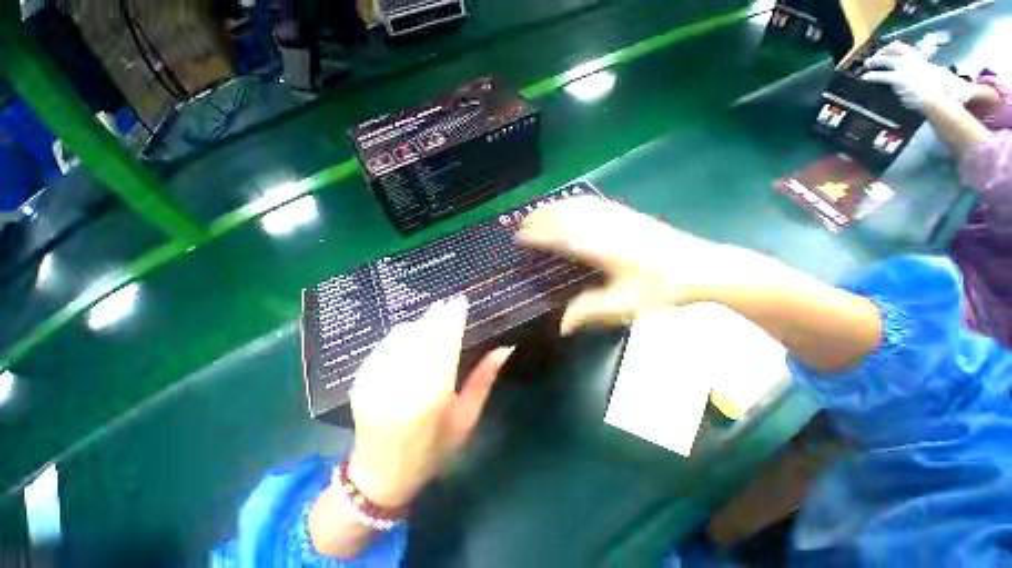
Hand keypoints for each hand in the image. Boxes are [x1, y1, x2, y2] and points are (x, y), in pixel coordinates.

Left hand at [347, 297, 512, 507]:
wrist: (381, 475)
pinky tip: (411, 334)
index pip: (445, 344)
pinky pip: (384, 345)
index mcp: (433, 397)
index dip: (453, 320)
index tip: (461, 302)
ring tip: (433, 318)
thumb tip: (504, 348)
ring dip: (420, 323)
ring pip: (402, 336)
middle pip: (423, 336)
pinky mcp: (360, 380)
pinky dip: (401, 334)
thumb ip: (484, 379)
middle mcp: (403, 385)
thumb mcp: (467, 418)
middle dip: (437, 316)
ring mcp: (377, 381)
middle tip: (448, 303)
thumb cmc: (434, 449)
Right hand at [516, 197, 745, 333]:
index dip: (538, 236)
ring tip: (537, 213)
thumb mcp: (624, 305)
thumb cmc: (662, 288)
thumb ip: (589, 312)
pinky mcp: (626, 214)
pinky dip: (573, 203)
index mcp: (603, 249)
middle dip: (540, 218)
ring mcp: (617, 217)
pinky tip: (568, 206)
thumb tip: (561, 326)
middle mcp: (606, 227)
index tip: (520, 238)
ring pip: (577, 206)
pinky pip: (592, 203)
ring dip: (554, 207)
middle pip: (566, 216)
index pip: (561, 237)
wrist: (701, 267)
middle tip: (521, 225)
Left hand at [863, 41, 974, 109]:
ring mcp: (905, 67)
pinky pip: (882, 76)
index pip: (901, 47)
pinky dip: (873, 76)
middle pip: (892, 49)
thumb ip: (922, 72)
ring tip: (866, 65)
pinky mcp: (899, 78)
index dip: (889, 48)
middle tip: (871, 59)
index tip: (883, 52)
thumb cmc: (939, 87)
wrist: (939, 94)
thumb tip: (916, 76)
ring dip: (874, 61)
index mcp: (918, 58)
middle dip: (881, 52)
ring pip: (885, 60)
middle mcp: (911, 59)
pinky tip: (865, 77)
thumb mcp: (933, 75)